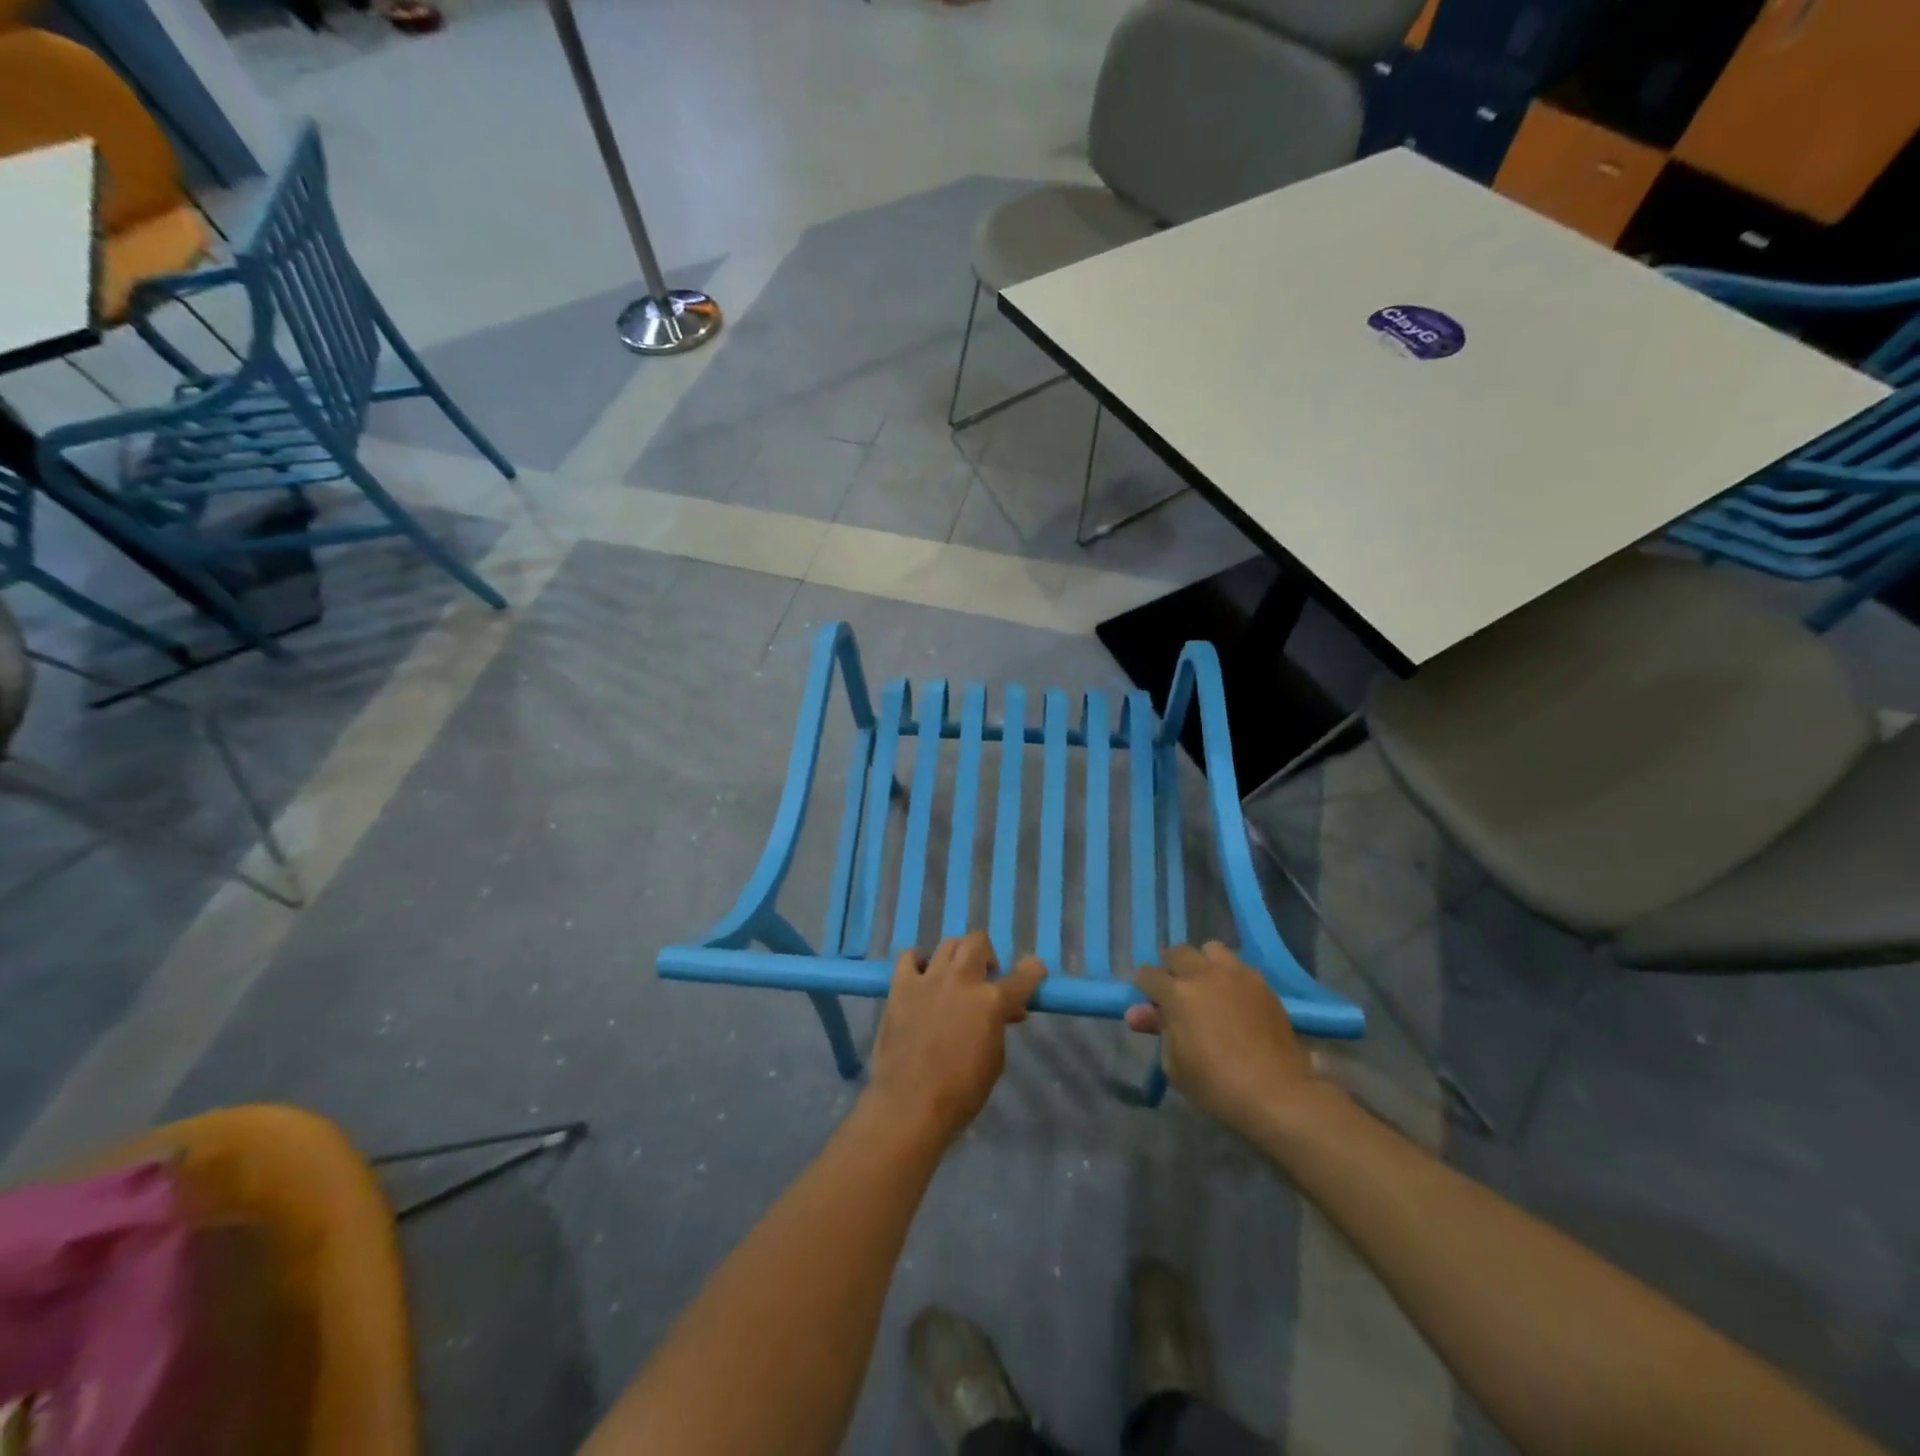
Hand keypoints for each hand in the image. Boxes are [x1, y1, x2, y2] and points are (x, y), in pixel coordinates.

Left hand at [866, 932, 1044, 1146]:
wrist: (910, 1103)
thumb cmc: (961, 1091)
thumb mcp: (994, 1059)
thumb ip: (999, 1026)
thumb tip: (1004, 1012)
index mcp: (991, 1001)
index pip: (1023, 976)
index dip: (1032, 970)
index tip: (1034, 968)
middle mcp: (962, 980)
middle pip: (978, 942)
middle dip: (987, 955)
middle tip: (985, 978)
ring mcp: (929, 979)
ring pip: (947, 944)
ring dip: (957, 957)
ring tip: (954, 978)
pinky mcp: (901, 986)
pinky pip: (909, 957)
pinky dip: (919, 962)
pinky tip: (922, 978)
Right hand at [1125, 942, 1318, 1132]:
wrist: (1277, 1094)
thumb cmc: (1217, 1085)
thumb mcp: (1174, 1064)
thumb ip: (1159, 1030)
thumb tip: (1139, 1013)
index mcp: (1177, 993)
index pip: (1148, 974)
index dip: (1143, 986)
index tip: (1147, 1000)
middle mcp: (1204, 974)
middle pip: (1178, 953)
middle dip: (1170, 967)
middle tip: (1173, 989)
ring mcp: (1236, 975)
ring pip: (1211, 949)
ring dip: (1202, 963)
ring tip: (1206, 985)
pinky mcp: (1261, 984)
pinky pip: (1238, 966)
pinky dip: (1229, 974)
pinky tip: (1232, 997)